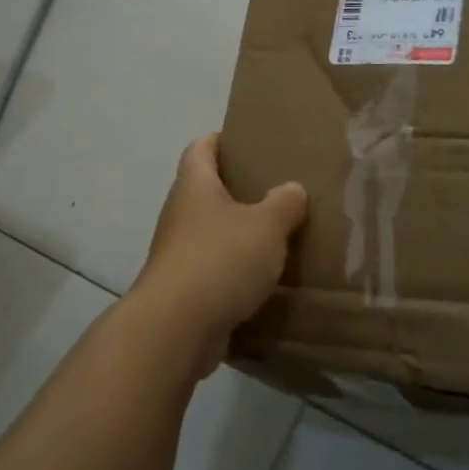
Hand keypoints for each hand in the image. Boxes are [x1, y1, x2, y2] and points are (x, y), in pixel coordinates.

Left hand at [129, 134, 307, 375]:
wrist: (176, 329)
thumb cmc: (220, 259)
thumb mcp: (266, 225)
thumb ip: (284, 203)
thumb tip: (292, 189)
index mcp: (194, 185)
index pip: (200, 148)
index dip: (220, 140)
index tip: (247, 141)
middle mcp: (180, 214)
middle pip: (207, 190)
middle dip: (238, 189)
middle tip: (276, 189)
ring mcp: (178, 253)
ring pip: (211, 232)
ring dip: (238, 233)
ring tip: (277, 234)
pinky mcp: (184, 290)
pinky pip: (213, 269)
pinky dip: (234, 270)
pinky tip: (263, 278)